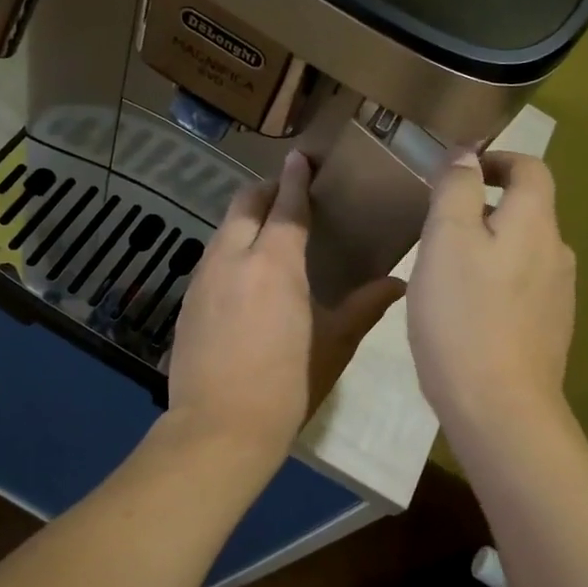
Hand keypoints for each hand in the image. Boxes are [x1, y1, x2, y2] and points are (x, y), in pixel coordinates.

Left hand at [166, 151, 406, 462]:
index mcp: (275, 261)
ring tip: (268, 232)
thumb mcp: (333, 345)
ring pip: (223, 229)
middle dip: (265, 190)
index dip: (294, 177)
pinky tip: (244, 274)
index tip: (301, 158)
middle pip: (244, 204)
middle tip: (288, 194)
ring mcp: (204, 278)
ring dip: (245, 219)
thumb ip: (364, 307)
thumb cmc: (287, 385)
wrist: (219, 429)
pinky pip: (212, 257)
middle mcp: (233, 257)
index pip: (285, 203)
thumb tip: (399, 283)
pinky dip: (230, 248)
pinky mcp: (188, 301)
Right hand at [407, 150, 576, 439]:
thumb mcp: (447, 240)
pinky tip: (466, 313)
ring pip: (522, 252)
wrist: (500, 407)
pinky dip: (495, 284)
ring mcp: (558, 296)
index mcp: (535, 223)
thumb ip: (457, 189)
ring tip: (445, 272)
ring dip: (488, 248)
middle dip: (484, 208)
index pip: (530, 168)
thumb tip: (467, 155)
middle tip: (437, 228)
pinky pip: (521, 289)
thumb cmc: (464, 316)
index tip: (459, 174)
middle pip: (527, 211)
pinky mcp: (550, 331)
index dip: (497, 160)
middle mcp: (556, 253)